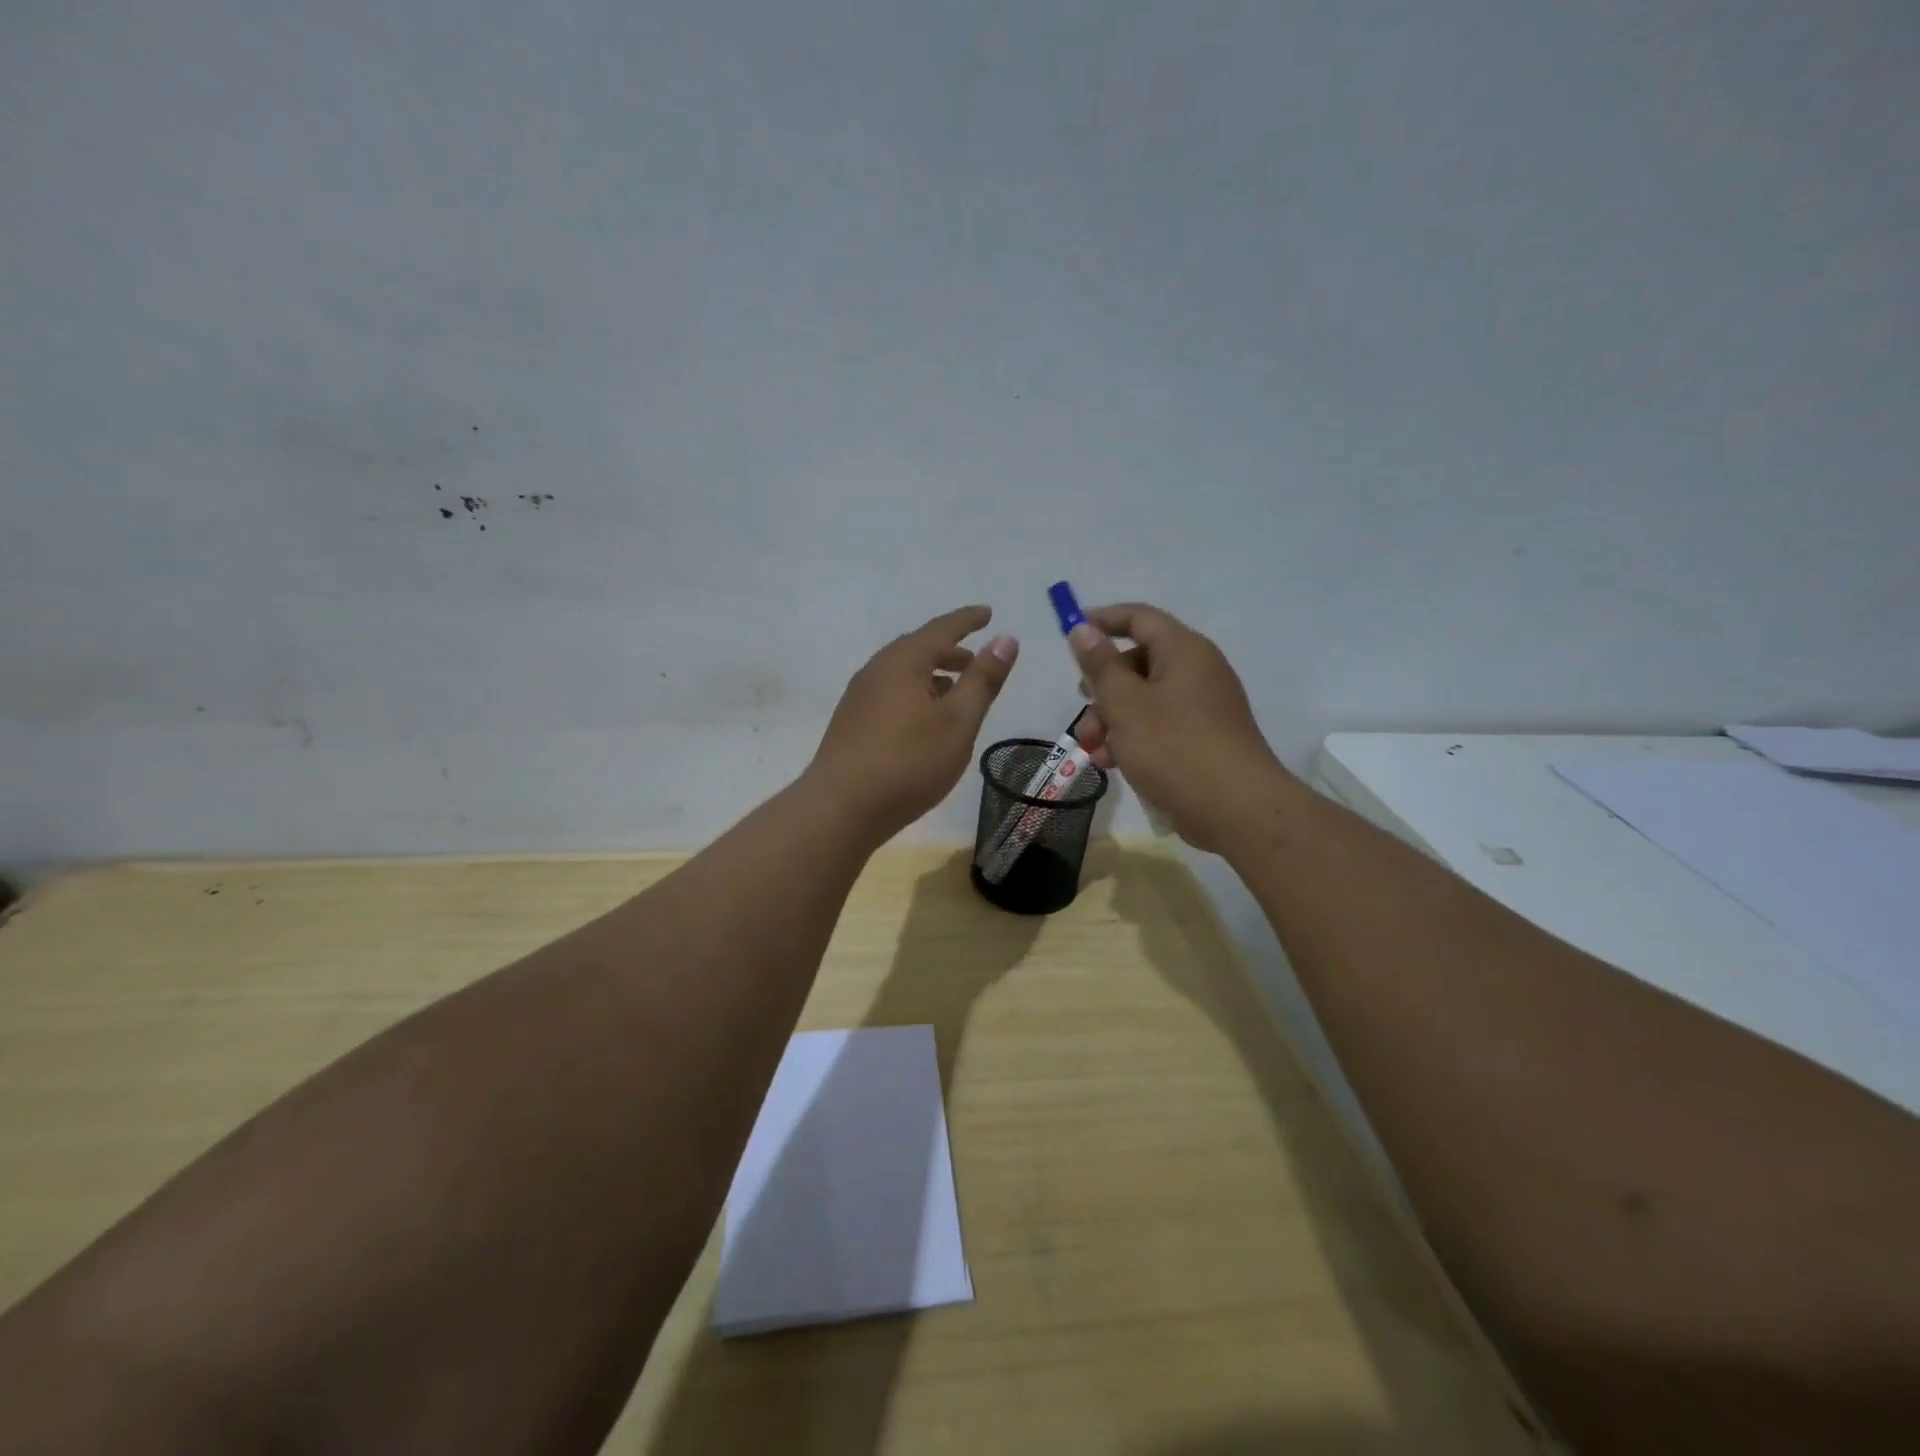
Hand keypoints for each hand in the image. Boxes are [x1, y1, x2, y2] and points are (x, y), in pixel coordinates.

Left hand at [805, 606, 1018, 844]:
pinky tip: (924, 720)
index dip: (968, 620)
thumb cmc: (908, 762)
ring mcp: (859, 697)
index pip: (942, 629)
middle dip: (950, 650)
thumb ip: (983, 680)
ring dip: (932, 675)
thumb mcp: (958, 722)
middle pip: (918, 648)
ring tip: (956, 691)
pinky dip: (915, 693)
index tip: (988, 613)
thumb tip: (1006, 639)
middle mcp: (876, 670)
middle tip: (976, 661)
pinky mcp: (851, 723)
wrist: (840, 808)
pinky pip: (890, 693)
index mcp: (903, 661)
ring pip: (903, 673)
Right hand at [1067, 603, 1294, 852]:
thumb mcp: (1125, 704)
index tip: (1071, 634)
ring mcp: (1203, 707)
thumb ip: (1100, 665)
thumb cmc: (1174, 747)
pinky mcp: (1203, 739)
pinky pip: (1160, 726)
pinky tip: (1112, 763)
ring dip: (1113, 718)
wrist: (1236, 809)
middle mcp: (1197, 671)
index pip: (1139, 618)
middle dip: (1103, 685)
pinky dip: (1133, 738)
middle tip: (1082, 705)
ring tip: (1092, 747)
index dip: (1102, 620)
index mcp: (1184, 651)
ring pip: (1145, 699)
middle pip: (1139, 662)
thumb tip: (1083, 629)